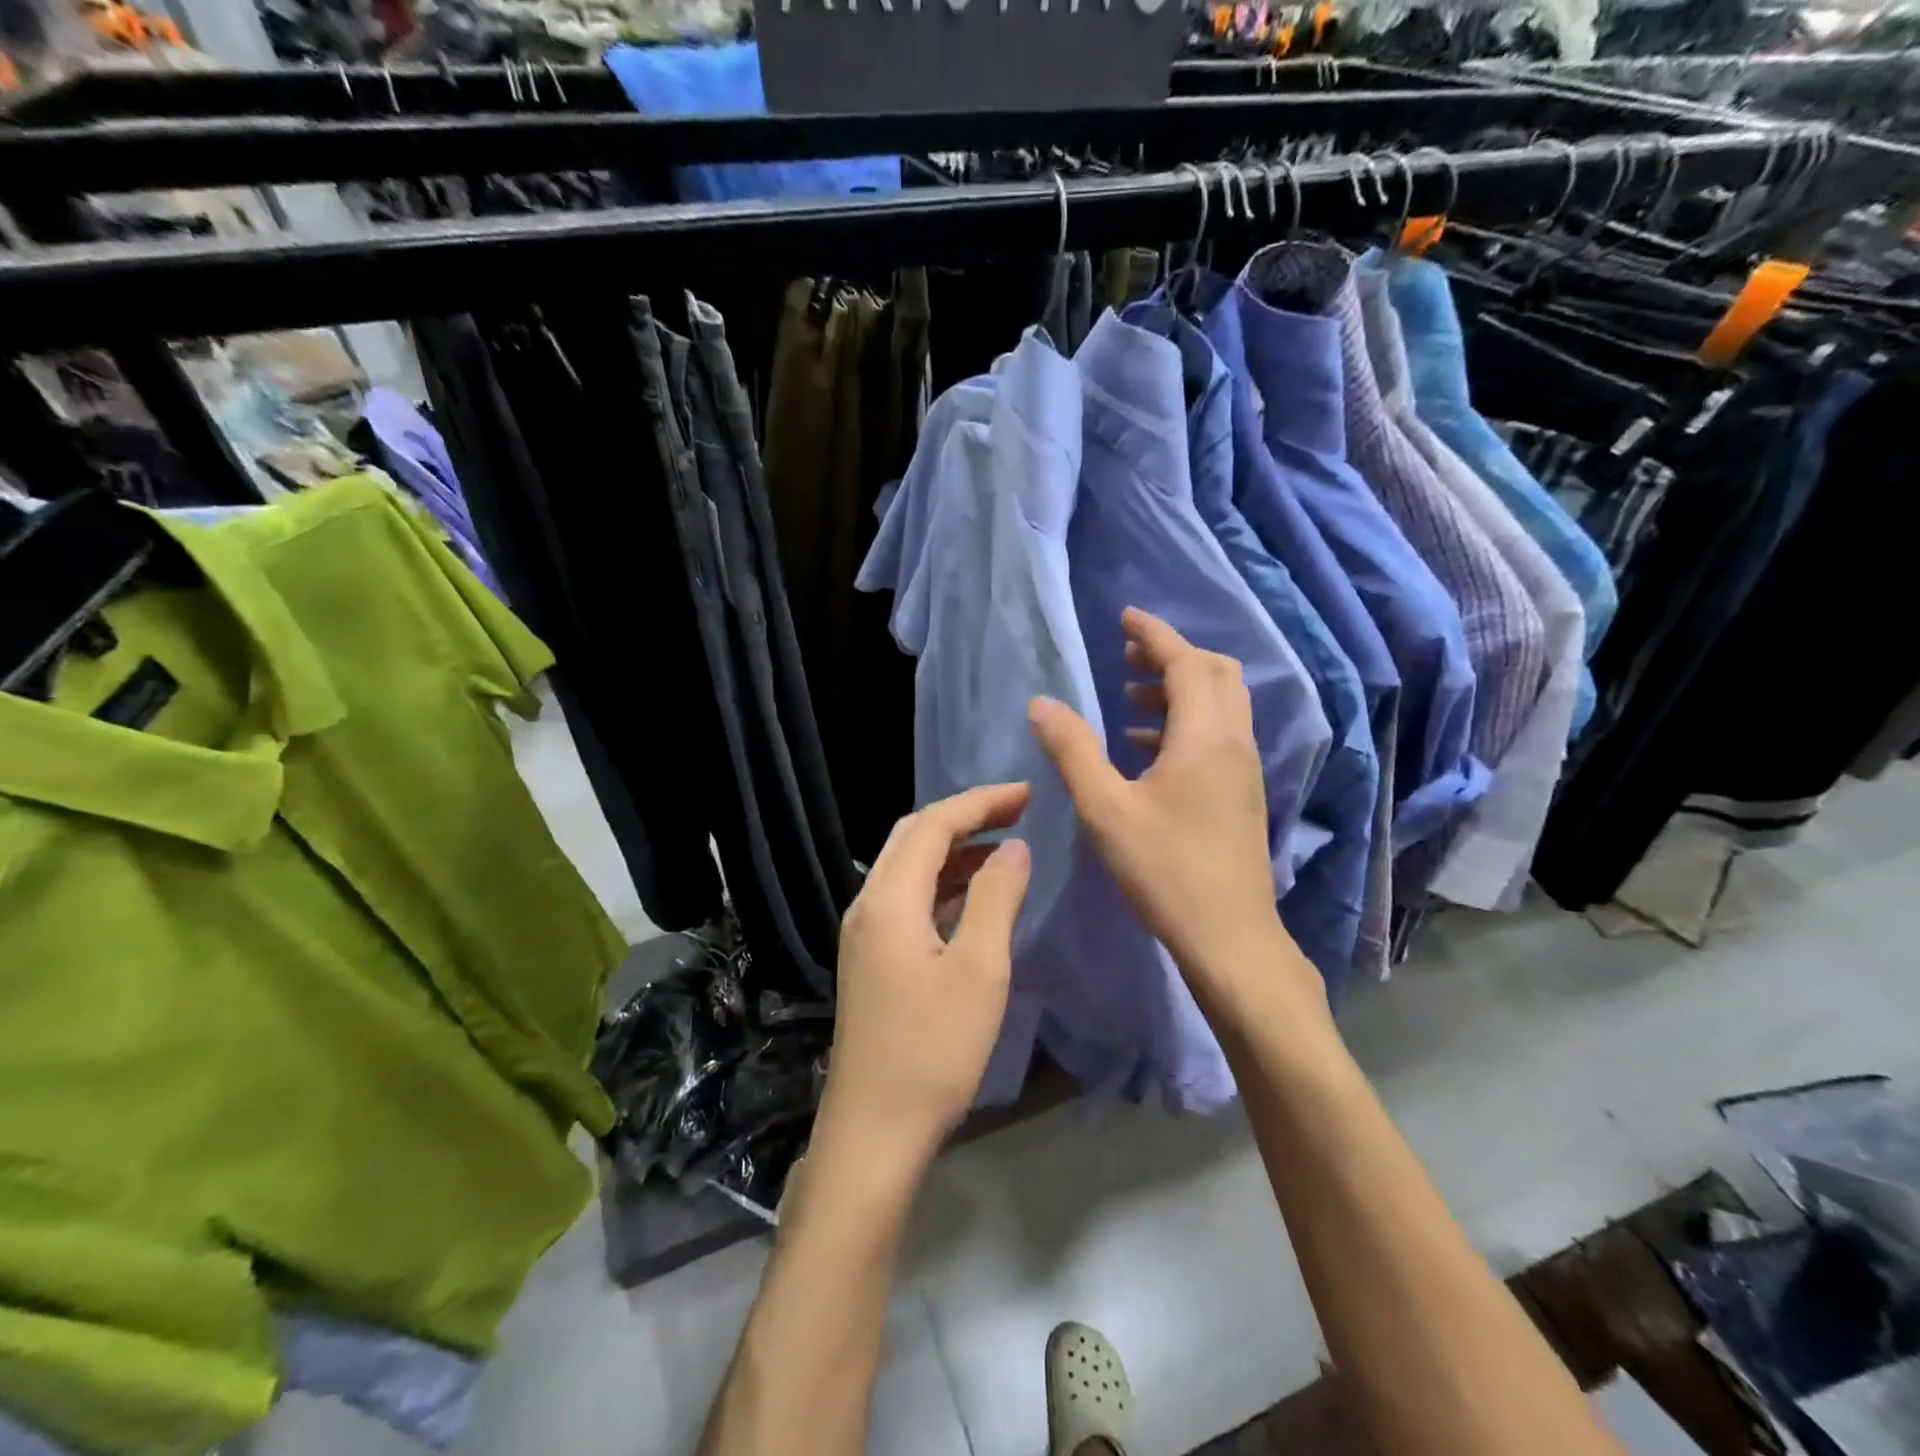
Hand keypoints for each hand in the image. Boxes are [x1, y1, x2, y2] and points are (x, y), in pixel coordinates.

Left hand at [815, 783, 1032, 1164]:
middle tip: (1017, 811)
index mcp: (888, 900)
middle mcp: (867, 905)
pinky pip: (907, 899)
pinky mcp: (871, 958)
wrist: (873, 1132)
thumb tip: (1014, 848)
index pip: (933, 824)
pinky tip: (975, 896)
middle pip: (913, 836)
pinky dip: (943, 883)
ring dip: (954, 849)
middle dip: (965, 816)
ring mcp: (864, 933)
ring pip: (909, 867)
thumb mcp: (979, 971)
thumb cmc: (932, 1051)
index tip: (1027, 793)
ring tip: (1004, 846)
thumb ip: (997, 899)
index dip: (981, 801)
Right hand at [1029, 609, 1321, 1010]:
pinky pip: (1218, 734)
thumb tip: (1042, 703)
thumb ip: (1073, 751)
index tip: (1125, 616)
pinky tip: (1148, 748)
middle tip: (1127, 654)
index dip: (1155, 633)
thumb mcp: (1106, 809)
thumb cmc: (1165, 870)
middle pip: (1215, 674)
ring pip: (1220, 704)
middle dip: (1173, 655)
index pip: (1185, 663)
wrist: (1229, 936)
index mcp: (1204, 736)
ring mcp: (1244, 769)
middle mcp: (1233, 742)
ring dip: (1179, 689)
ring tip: (1130, 697)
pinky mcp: (1242, 793)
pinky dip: (1186, 722)